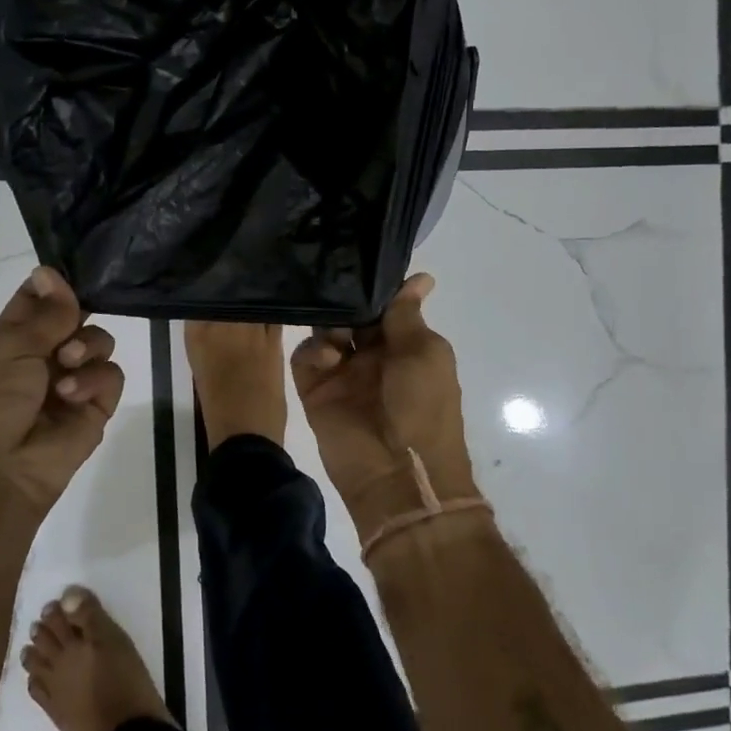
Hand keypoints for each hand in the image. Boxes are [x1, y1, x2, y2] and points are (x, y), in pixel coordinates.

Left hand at [0, 266, 123, 523]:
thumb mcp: (11, 348)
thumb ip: (46, 313)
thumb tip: (51, 270)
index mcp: (13, 338)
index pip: (40, 299)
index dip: (54, 285)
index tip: (68, 275)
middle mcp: (44, 356)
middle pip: (77, 316)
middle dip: (77, 316)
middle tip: (67, 328)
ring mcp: (72, 382)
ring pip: (100, 342)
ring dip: (87, 348)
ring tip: (67, 366)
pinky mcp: (95, 409)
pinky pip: (112, 376)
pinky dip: (96, 380)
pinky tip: (72, 395)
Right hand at [291, 273, 476, 530]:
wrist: (397, 473)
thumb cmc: (423, 407)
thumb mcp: (424, 353)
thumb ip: (406, 315)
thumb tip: (422, 277)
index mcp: (406, 346)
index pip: (385, 307)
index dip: (376, 286)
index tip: (360, 257)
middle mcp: (374, 356)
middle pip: (352, 315)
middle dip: (346, 300)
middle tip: (335, 283)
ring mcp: (343, 374)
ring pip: (326, 331)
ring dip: (330, 324)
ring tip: (338, 333)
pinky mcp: (316, 391)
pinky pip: (306, 358)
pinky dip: (314, 351)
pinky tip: (329, 358)